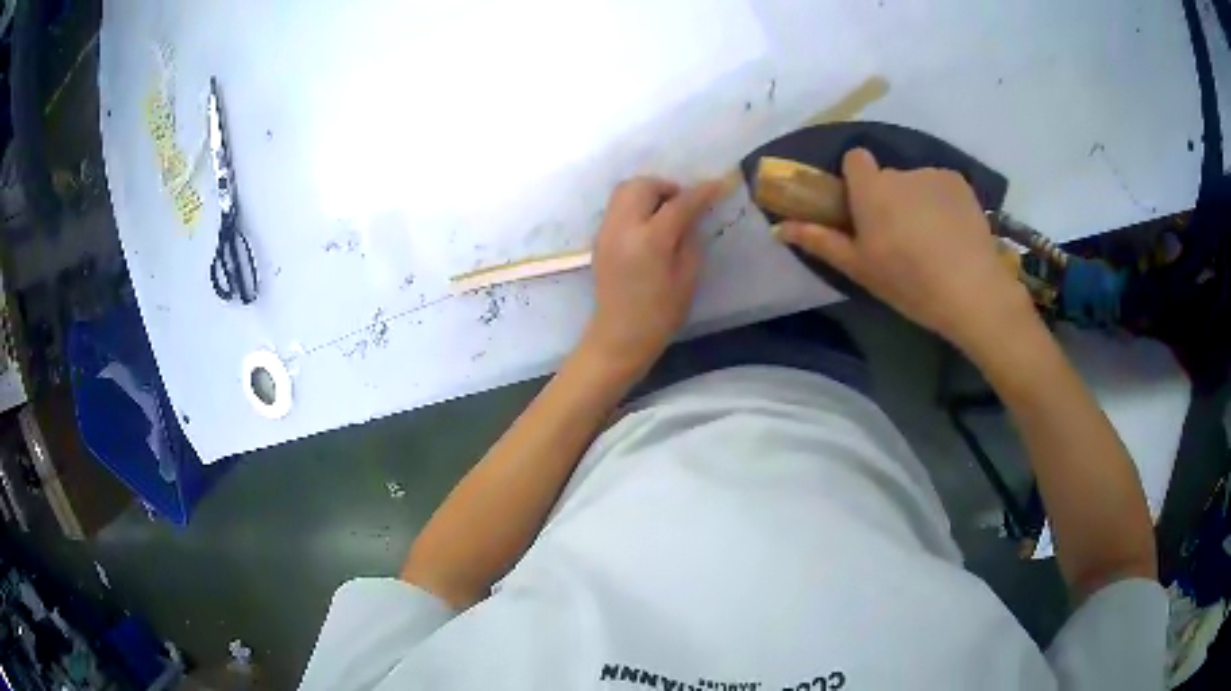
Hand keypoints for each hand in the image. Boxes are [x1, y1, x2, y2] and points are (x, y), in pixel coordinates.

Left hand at [583, 176, 724, 375]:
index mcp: (650, 240)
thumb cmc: (660, 314)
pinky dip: (635, 204)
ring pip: (624, 190)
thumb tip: (692, 214)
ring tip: (665, 211)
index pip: (679, 203)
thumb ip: (690, 238)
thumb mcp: (688, 277)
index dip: (701, 192)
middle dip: (667, 187)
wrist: (619, 336)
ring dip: (648, 192)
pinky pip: (617, 206)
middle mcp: (623, 227)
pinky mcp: (599, 238)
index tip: (718, 185)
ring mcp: (606, 231)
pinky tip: (648, 224)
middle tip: (683, 203)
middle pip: (643, 185)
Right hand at [774, 148, 1033, 353]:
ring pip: (916, 183)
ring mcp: (933, 174)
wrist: (972, 291)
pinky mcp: (960, 183)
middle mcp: (900, 172)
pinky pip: (941, 186)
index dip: (857, 179)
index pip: (855, 159)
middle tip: (901, 239)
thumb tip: (780, 228)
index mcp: (871, 189)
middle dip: (889, 198)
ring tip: (933, 241)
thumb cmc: (909, 282)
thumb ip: (821, 241)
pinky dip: (942, 202)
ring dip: (917, 201)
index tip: (864, 208)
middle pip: (887, 177)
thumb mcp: (860, 269)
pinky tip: (953, 234)